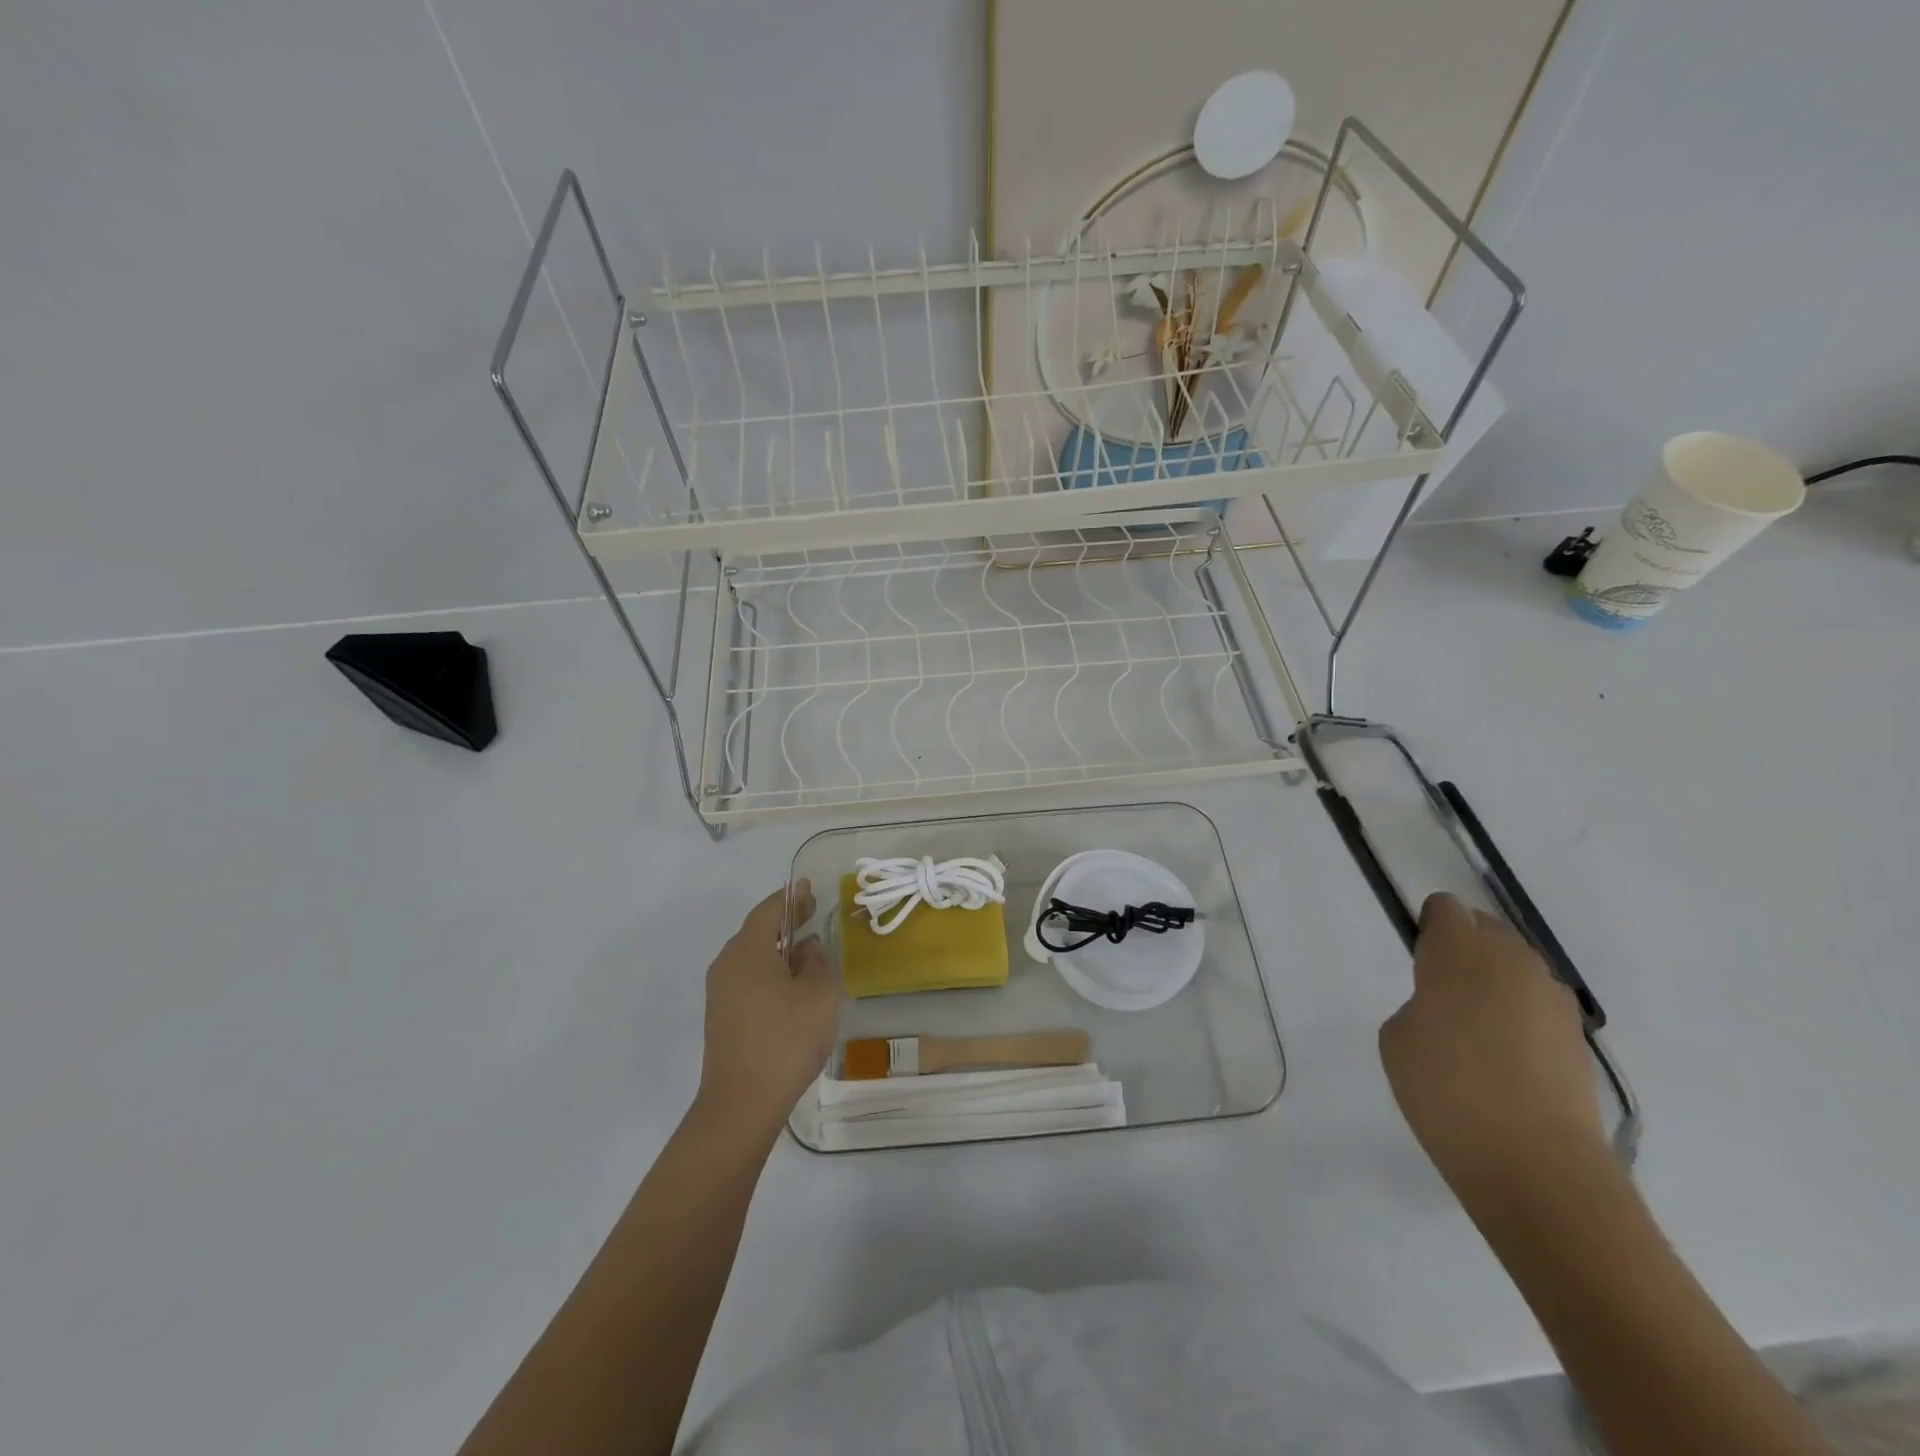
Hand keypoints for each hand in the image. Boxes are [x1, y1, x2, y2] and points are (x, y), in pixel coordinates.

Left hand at [696, 882, 837, 1138]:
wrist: (742, 1103)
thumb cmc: (785, 1039)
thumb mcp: (818, 994)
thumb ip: (816, 961)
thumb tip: (805, 947)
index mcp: (748, 950)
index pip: (769, 910)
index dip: (791, 898)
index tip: (810, 890)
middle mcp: (726, 964)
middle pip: (756, 932)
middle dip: (784, 923)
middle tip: (812, 917)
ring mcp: (719, 992)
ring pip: (750, 958)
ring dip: (777, 950)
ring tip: (806, 954)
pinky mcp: (720, 1017)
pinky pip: (746, 979)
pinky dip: (768, 972)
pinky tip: (789, 988)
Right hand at [1379, 893, 1606, 1213]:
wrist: (1537, 1167)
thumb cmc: (1448, 1092)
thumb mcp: (1397, 1038)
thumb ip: (1418, 1002)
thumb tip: (1446, 1007)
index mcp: (1460, 952)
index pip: (1445, 909)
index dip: (1428, 929)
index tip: (1418, 962)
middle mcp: (1512, 961)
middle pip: (1485, 929)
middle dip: (1463, 950)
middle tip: (1441, 995)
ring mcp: (1552, 998)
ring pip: (1515, 966)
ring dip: (1493, 982)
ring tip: (1474, 1033)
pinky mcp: (1577, 1035)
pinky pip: (1536, 1004)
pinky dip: (1518, 1017)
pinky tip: (1505, 1061)